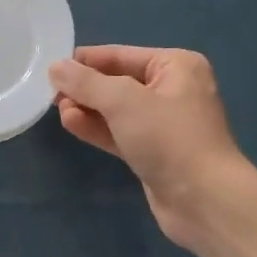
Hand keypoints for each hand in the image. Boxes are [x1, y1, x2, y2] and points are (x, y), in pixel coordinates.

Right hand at [49, 46, 250, 247]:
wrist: (205, 201)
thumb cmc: (169, 138)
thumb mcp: (123, 101)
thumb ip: (86, 82)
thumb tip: (56, 67)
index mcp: (176, 66)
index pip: (121, 55)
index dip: (85, 60)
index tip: (51, 67)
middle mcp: (173, 89)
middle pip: (117, 81)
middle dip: (85, 87)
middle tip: (51, 93)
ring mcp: (164, 124)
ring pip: (116, 109)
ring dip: (87, 108)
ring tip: (57, 109)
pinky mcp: (154, 152)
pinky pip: (120, 132)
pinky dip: (97, 128)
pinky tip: (71, 124)